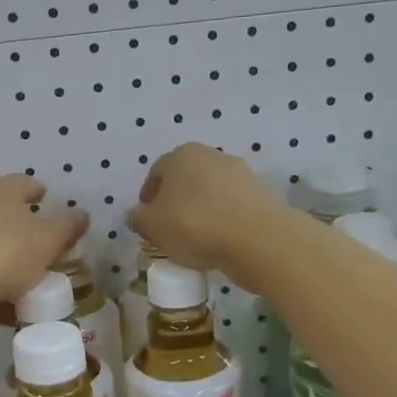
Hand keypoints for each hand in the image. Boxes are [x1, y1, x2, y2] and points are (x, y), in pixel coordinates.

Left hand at [0, 175, 88, 317]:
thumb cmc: (1, 253)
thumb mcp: (47, 241)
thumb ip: (67, 227)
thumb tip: (82, 214)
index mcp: (1, 190)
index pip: (25, 183)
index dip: (40, 192)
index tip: (49, 202)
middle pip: (5, 213)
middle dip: (24, 230)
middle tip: (44, 250)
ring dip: (6, 260)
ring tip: (26, 284)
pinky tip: (1, 307)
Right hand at [126, 145, 286, 290]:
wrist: (256, 238)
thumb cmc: (194, 225)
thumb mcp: (152, 226)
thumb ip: (137, 218)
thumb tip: (136, 214)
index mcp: (181, 155)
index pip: (156, 172)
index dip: (148, 197)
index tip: (147, 220)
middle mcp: (211, 155)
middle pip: (185, 179)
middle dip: (176, 201)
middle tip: (170, 229)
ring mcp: (240, 173)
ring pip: (211, 192)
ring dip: (202, 209)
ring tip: (196, 239)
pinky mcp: (261, 194)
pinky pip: (232, 207)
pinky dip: (224, 219)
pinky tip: (220, 241)